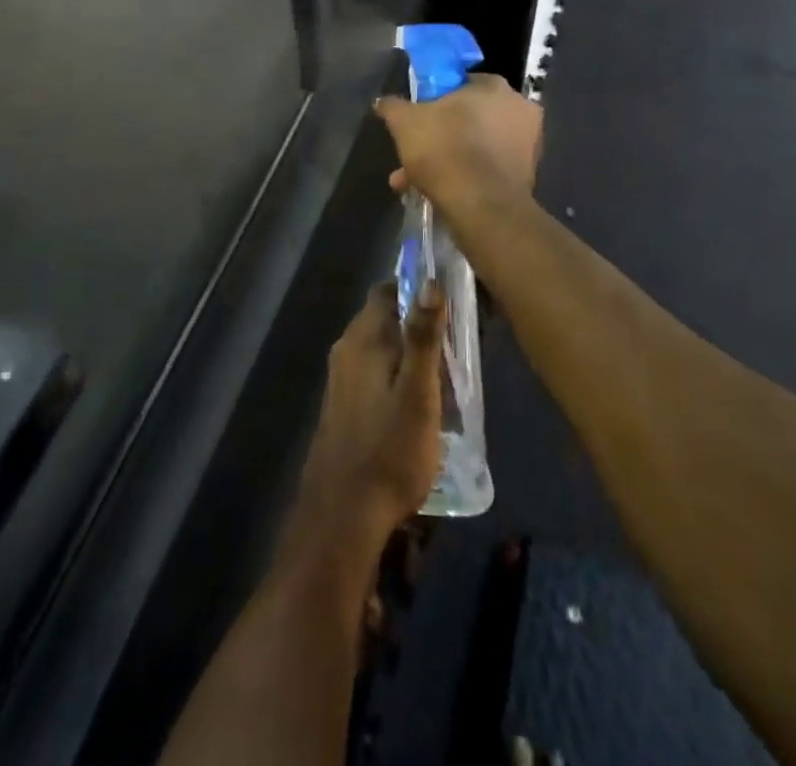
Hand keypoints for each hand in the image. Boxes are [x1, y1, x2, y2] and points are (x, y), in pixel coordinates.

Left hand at [292, 282, 445, 552]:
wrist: (344, 513)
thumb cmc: (390, 451)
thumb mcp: (418, 394)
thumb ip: (423, 337)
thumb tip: (431, 282)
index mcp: (363, 338)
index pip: (387, 290)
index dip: (417, 289)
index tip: (450, 300)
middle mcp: (346, 349)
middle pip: (383, 317)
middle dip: (416, 322)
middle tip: (456, 342)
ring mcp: (340, 378)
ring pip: (378, 346)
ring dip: (407, 350)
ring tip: (445, 372)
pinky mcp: (342, 404)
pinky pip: (372, 370)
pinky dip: (395, 373)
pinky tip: (417, 400)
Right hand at [374, 73, 541, 214]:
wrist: (482, 206)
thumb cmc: (445, 149)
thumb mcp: (405, 123)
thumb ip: (393, 106)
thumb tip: (383, 101)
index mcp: (494, 87)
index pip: (461, 83)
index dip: (436, 100)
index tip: (419, 117)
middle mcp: (519, 109)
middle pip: (469, 117)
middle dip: (439, 135)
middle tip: (413, 152)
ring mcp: (528, 144)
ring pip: (476, 145)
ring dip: (447, 159)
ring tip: (413, 181)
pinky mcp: (527, 175)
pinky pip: (487, 169)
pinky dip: (465, 176)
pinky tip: (437, 193)